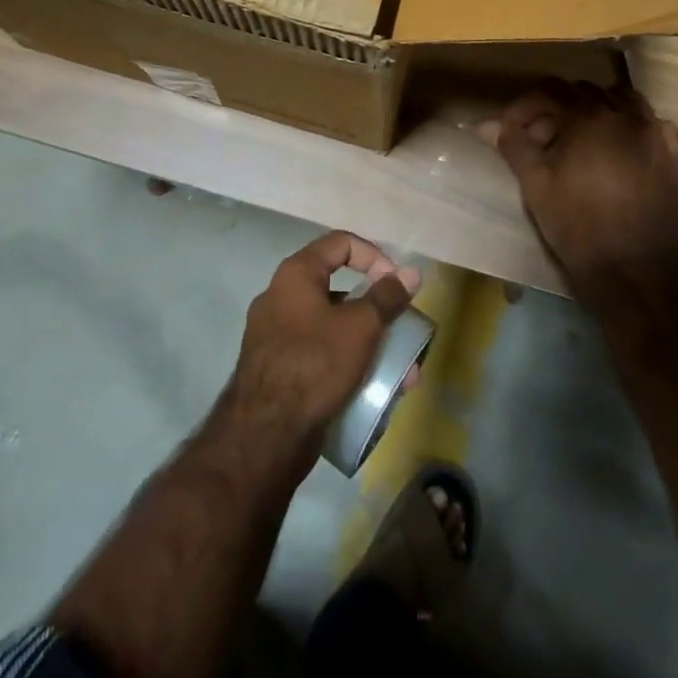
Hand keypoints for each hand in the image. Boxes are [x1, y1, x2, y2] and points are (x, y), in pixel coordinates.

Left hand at [221, 232, 420, 455]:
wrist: (265, 435)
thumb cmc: (315, 364)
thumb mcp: (360, 327)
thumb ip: (387, 297)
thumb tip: (412, 272)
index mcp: (296, 273)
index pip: (342, 243)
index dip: (375, 257)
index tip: (397, 286)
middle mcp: (281, 295)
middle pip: (339, 288)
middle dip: (377, 312)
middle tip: (402, 334)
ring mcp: (275, 333)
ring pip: (332, 326)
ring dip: (367, 343)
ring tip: (398, 377)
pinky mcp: (276, 367)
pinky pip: (318, 352)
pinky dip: (346, 362)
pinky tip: (370, 391)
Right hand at [487, 82, 677, 303]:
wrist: (635, 272)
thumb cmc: (579, 226)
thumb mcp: (536, 185)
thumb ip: (514, 146)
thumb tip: (488, 125)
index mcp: (588, 118)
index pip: (550, 91)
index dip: (525, 107)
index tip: (511, 130)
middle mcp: (625, 115)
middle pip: (584, 92)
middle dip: (557, 110)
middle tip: (540, 141)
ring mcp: (654, 133)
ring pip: (620, 100)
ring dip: (595, 110)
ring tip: (579, 140)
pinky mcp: (672, 156)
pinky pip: (651, 123)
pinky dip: (631, 125)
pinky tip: (619, 148)